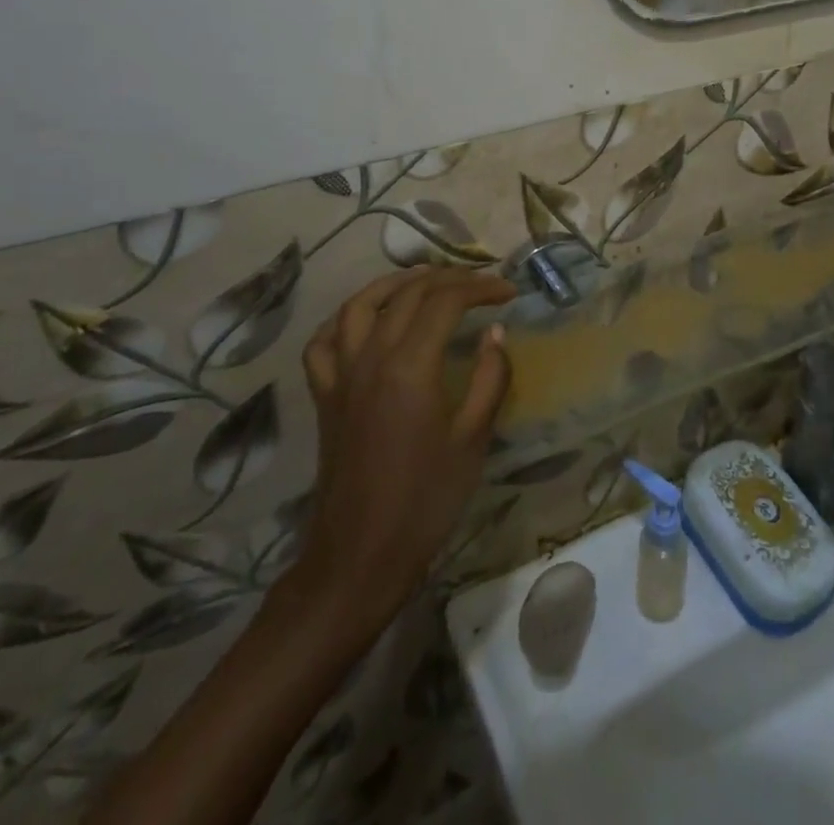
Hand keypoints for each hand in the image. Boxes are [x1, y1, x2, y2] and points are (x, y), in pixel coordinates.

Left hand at [294, 268, 516, 625]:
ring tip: (424, 279)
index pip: (446, 301)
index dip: (480, 287)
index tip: (509, 291)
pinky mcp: (325, 394)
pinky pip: (325, 341)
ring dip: (395, 283)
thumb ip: (489, 378)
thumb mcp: (472, 440)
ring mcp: (342, 373)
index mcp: (411, 366)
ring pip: (361, 304)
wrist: (360, 555)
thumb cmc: (425, 501)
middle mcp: (371, 357)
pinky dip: (345, 319)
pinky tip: (365, 319)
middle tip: (480, 282)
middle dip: (448, 278)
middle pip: (408, 293)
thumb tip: (495, 333)